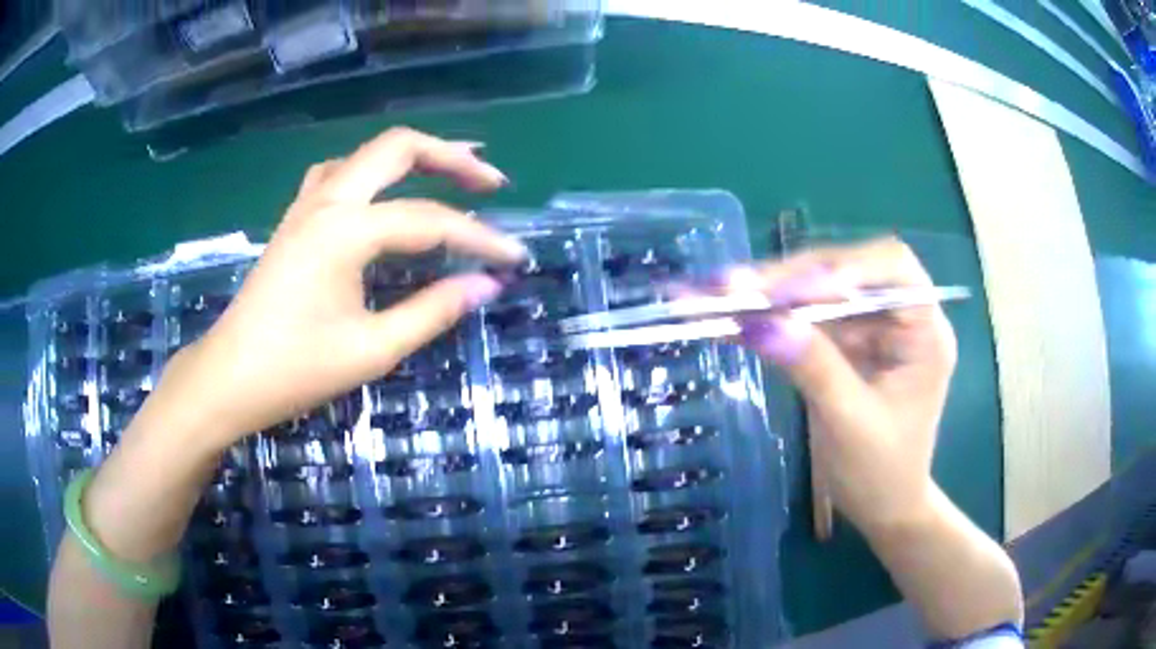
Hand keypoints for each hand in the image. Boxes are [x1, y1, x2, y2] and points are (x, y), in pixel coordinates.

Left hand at [155, 127, 525, 449]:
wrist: (229, 378)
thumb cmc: (295, 370)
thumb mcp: (372, 349)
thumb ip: (433, 310)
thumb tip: (487, 285)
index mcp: (346, 230)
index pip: (430, 221)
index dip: (480, 239)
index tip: (515, 259)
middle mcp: (327, 201)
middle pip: (398, 148)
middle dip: (451, 156)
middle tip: (490, 181)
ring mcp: (306, 205)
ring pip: (367, 154)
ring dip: (413, 156)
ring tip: (450, 170)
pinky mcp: (296, 220)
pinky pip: (339, 174)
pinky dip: (373, 172)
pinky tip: (383, 191)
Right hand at [733, 238, 956, 532]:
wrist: (882, 508)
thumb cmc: (881, 474)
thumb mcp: (850, 423)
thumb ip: (813, 367)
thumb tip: (760, 321)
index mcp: (925, 333)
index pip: (896, 270)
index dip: (848, 266)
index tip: (798, 287)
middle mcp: (900, 318)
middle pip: (849, 271)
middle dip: (793, 276)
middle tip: (735, 286)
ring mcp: (870, 328)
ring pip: (821, 289)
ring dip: (771, 290)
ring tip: (719, 292)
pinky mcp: (845, 342)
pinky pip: (806, 316)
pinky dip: (770, 315)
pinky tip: (732, 314)